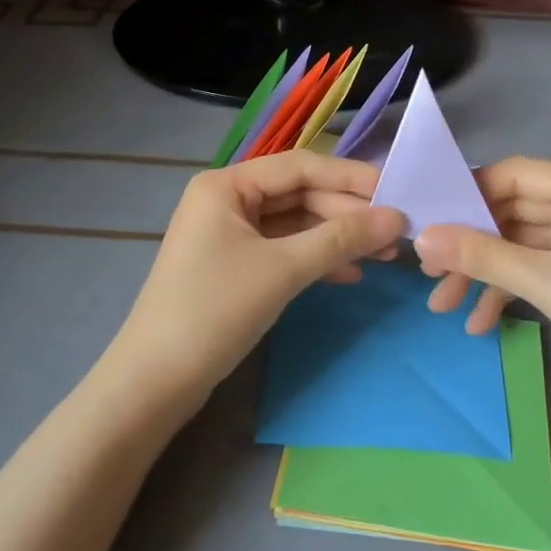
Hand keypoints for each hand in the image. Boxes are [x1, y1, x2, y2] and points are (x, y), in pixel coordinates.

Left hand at [107, 151, 405, 410]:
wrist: (154, 383)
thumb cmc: (215, 310)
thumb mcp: (283, 269)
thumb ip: (341, 239)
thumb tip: (396, 218)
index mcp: (227, 185)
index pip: (300, 167)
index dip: (350, 178)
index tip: (396, 192)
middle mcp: (226, 200)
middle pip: (299, 195)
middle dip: (346, 214)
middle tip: (396, 233)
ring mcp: (229, 234)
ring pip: (295, 225)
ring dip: (336, 238)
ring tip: (383, 255)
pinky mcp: (234, 266)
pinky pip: (283, 250)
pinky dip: (315, 260)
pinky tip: (349, 274)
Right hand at [414, 157, 550, 423]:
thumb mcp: (549, 285)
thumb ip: (483, 256)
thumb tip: (421, 238)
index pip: (516, 175)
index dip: (470, 193)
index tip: (429, 218)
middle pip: (511, 213)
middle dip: (470, 244)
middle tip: (428, 270)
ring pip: (517, 247)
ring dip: (482, 274)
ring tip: (443, 306)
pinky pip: (532, 273)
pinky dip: (506, 293)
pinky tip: (479, 324)